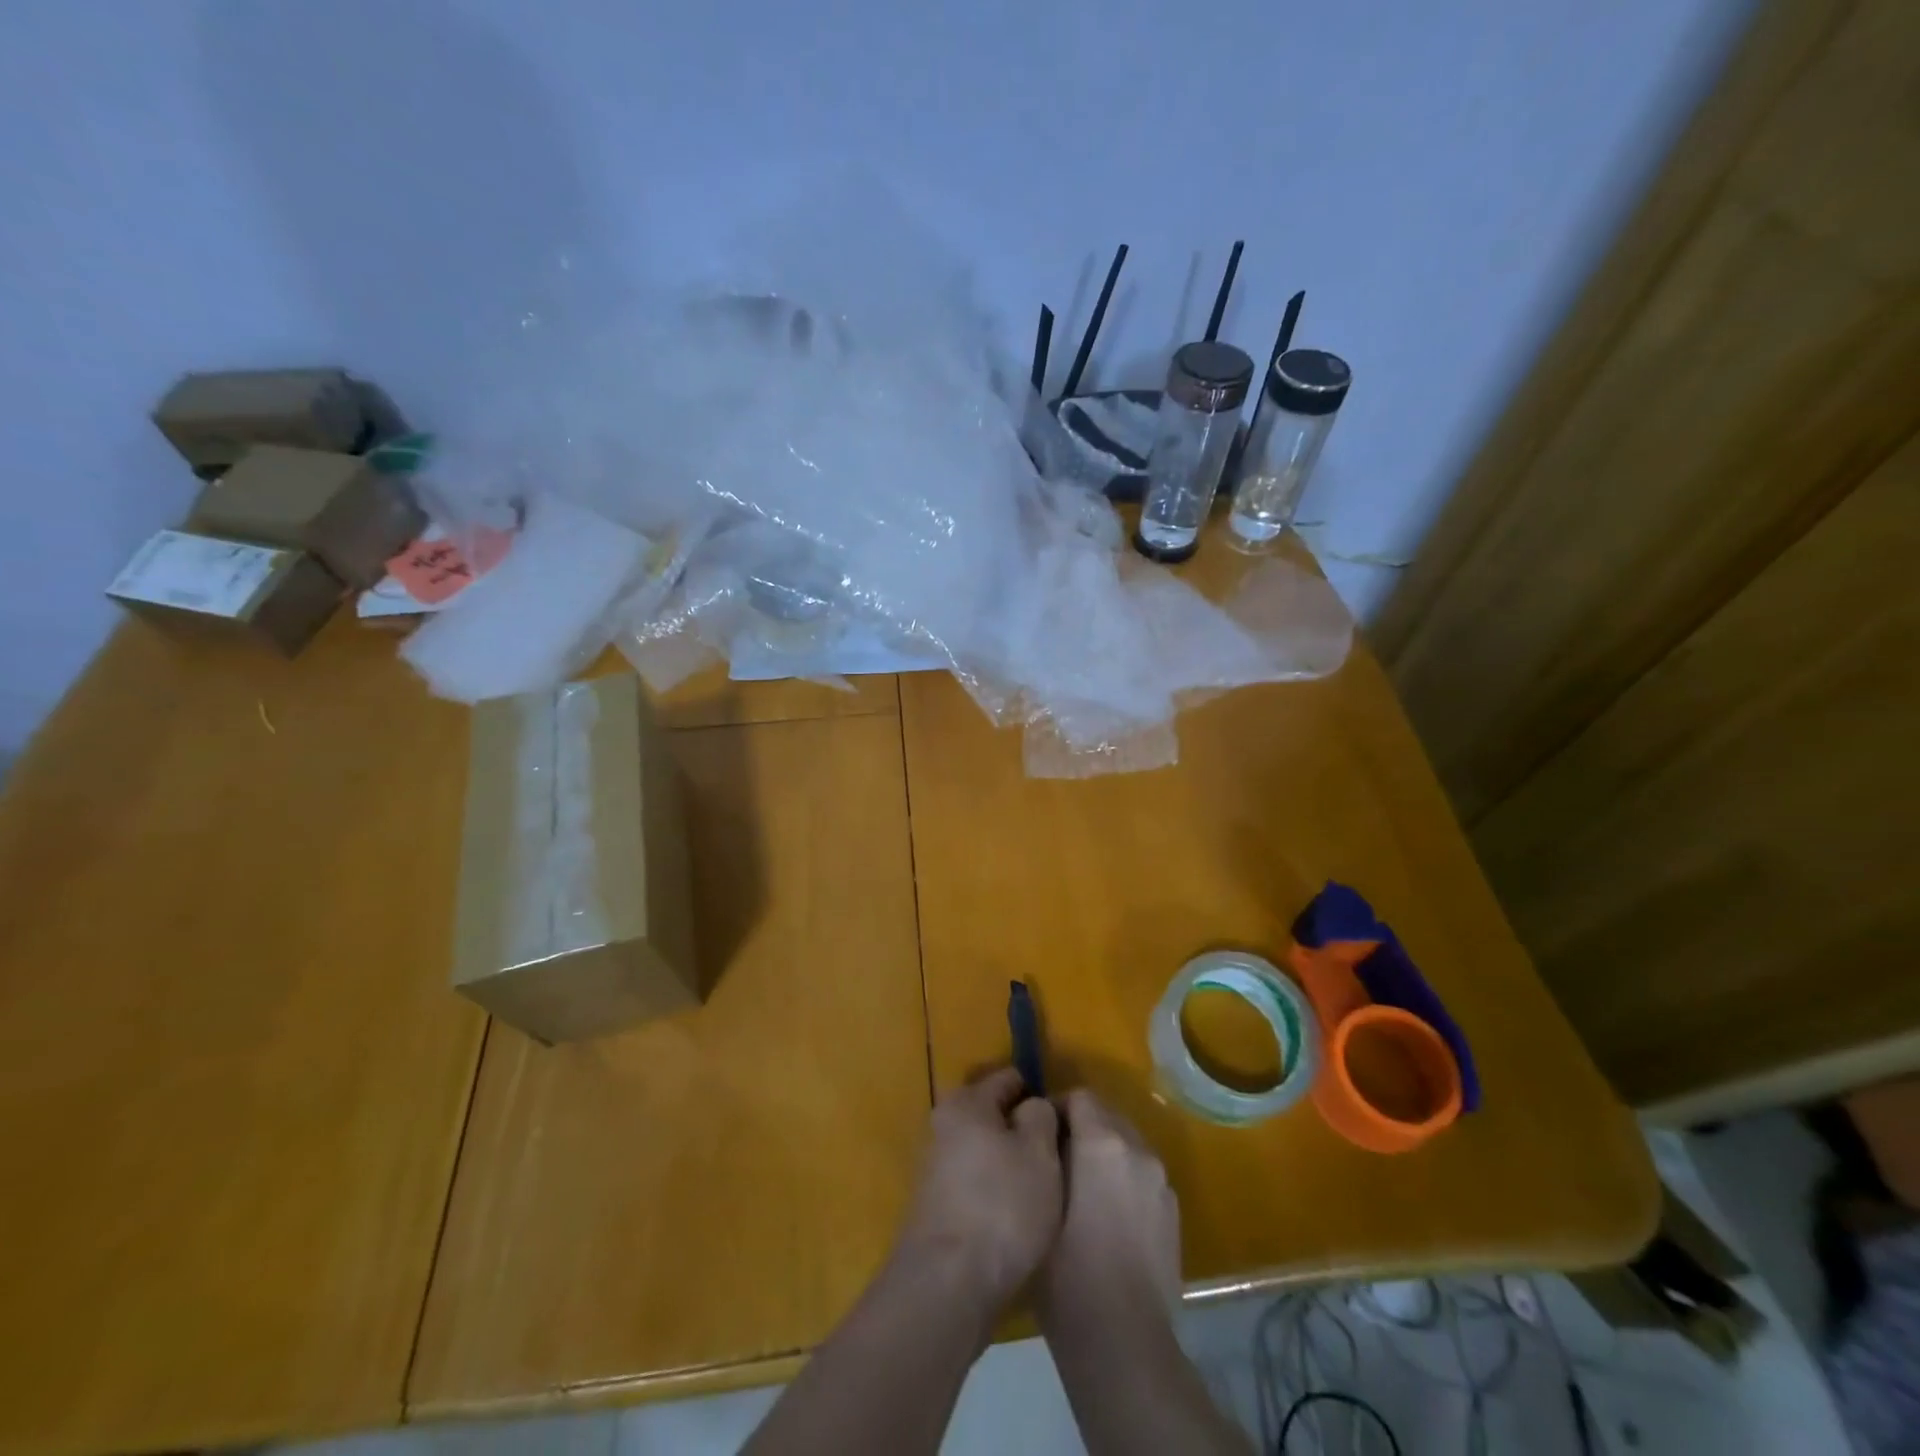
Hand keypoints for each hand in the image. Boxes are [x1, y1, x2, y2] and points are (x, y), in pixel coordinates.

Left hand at [894, 1067, 1061, 1312]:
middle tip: (1057, 1158)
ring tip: (1042, 1191)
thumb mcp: (1039, 1153)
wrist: (947, 1285)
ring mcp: (935, 1168)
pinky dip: (995, 1192)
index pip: (1008, 1078)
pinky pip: (975, 1183)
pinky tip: (1016, 1217)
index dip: (1039, 1092)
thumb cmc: (1001, 1206)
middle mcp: (943, 1125)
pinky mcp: (935, 1207)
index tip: (1065, 1119)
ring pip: (984, 1151)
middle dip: (1023, 1130)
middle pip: (993, 1115)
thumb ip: (1041, 1116)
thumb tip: (1033, 1107)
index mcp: (966, 1102)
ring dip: (1010, 1164)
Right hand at [1039, 1088, 1180, 1329]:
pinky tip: (1106, 1218)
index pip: (1080, 1097)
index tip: (1038, 1134)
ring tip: (1080, 1191)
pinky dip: (1124, 1180)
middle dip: (1081, 1128)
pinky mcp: (1173, 1213)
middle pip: (1107, 1116)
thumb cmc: (1068, 1273)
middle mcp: (1139, 1150)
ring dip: (1104, 1154)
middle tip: (1055, 1161)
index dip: (1056, 1108)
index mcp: (1104, 1142)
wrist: (1124, 1342)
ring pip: (1127, 1145)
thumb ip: (1045, 1157)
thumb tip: (1047, 1138)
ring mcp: (1161, 1182)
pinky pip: (1142, 1176)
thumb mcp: (1041, 1204)